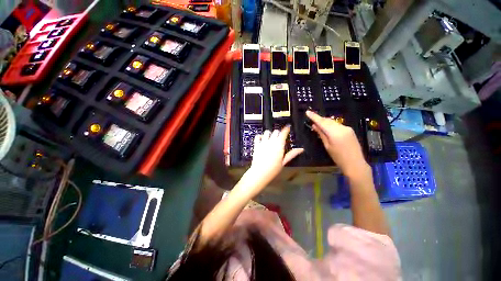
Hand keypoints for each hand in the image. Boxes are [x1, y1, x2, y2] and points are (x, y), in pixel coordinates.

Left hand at [241, 126, 303, 196]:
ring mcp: (263, 142)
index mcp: (279, 145)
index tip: (288, 127)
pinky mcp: (256, 145)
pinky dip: (260, 136)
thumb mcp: (284, 162)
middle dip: (279, 132)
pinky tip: (262, 140)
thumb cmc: (273, 169)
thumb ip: (292, 154)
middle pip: (276, 131)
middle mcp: (271, 142)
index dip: (286, 129)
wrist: (260, 173)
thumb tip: (301, 149)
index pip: (283, 133)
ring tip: (271, 138)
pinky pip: (257, 136)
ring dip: (270, 134)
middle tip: (280, 137)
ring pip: (267, 132)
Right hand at [306, 110, 369, 177]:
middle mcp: (342, 127)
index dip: (314, 116)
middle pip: (328, 120)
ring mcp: (347, 128)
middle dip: (319, 119)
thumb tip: (314, 125)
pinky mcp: (350, 130)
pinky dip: (331, 125)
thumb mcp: (327, 146)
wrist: (355, 163)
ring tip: (317, 124)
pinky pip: (337, 125)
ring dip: (325, 122)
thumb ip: (321, 134)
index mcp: (335, 132)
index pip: (322, 122)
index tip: (307, 112)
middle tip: (311, 118)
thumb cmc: (338, 157)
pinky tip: (327, 128)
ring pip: (333, 122)